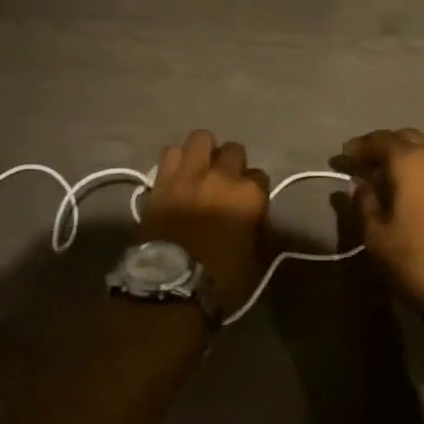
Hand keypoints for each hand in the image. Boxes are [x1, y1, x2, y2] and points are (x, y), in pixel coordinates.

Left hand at [139, 130, 269, 316]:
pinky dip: (175, 160)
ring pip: (200, 138)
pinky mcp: (162, 179)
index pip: (261, 177)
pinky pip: (170, 153)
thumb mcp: (253, 261)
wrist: (170, 286)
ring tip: (199, 169)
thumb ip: (258, 231)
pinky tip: (177, 174)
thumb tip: (256, 221)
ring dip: (202, 152)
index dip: (255, 190)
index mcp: (249, 195)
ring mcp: (190, 173)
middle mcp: (222, 176)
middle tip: (224, 182)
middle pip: (233, 149)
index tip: (249, 203)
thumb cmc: (219, 279)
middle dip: (231, 163)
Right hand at [330, 128, 423, 309]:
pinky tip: (417, 191)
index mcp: (412, 161)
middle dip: (384, 147)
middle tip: (366, 164)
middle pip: (407, 139)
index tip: (343, 157)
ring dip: (408, 159)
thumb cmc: (416, 258)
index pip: (379, 140)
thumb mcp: (377, 235)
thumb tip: (359, 184)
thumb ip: (364, 202)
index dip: (358, 147)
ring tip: (391, 178)